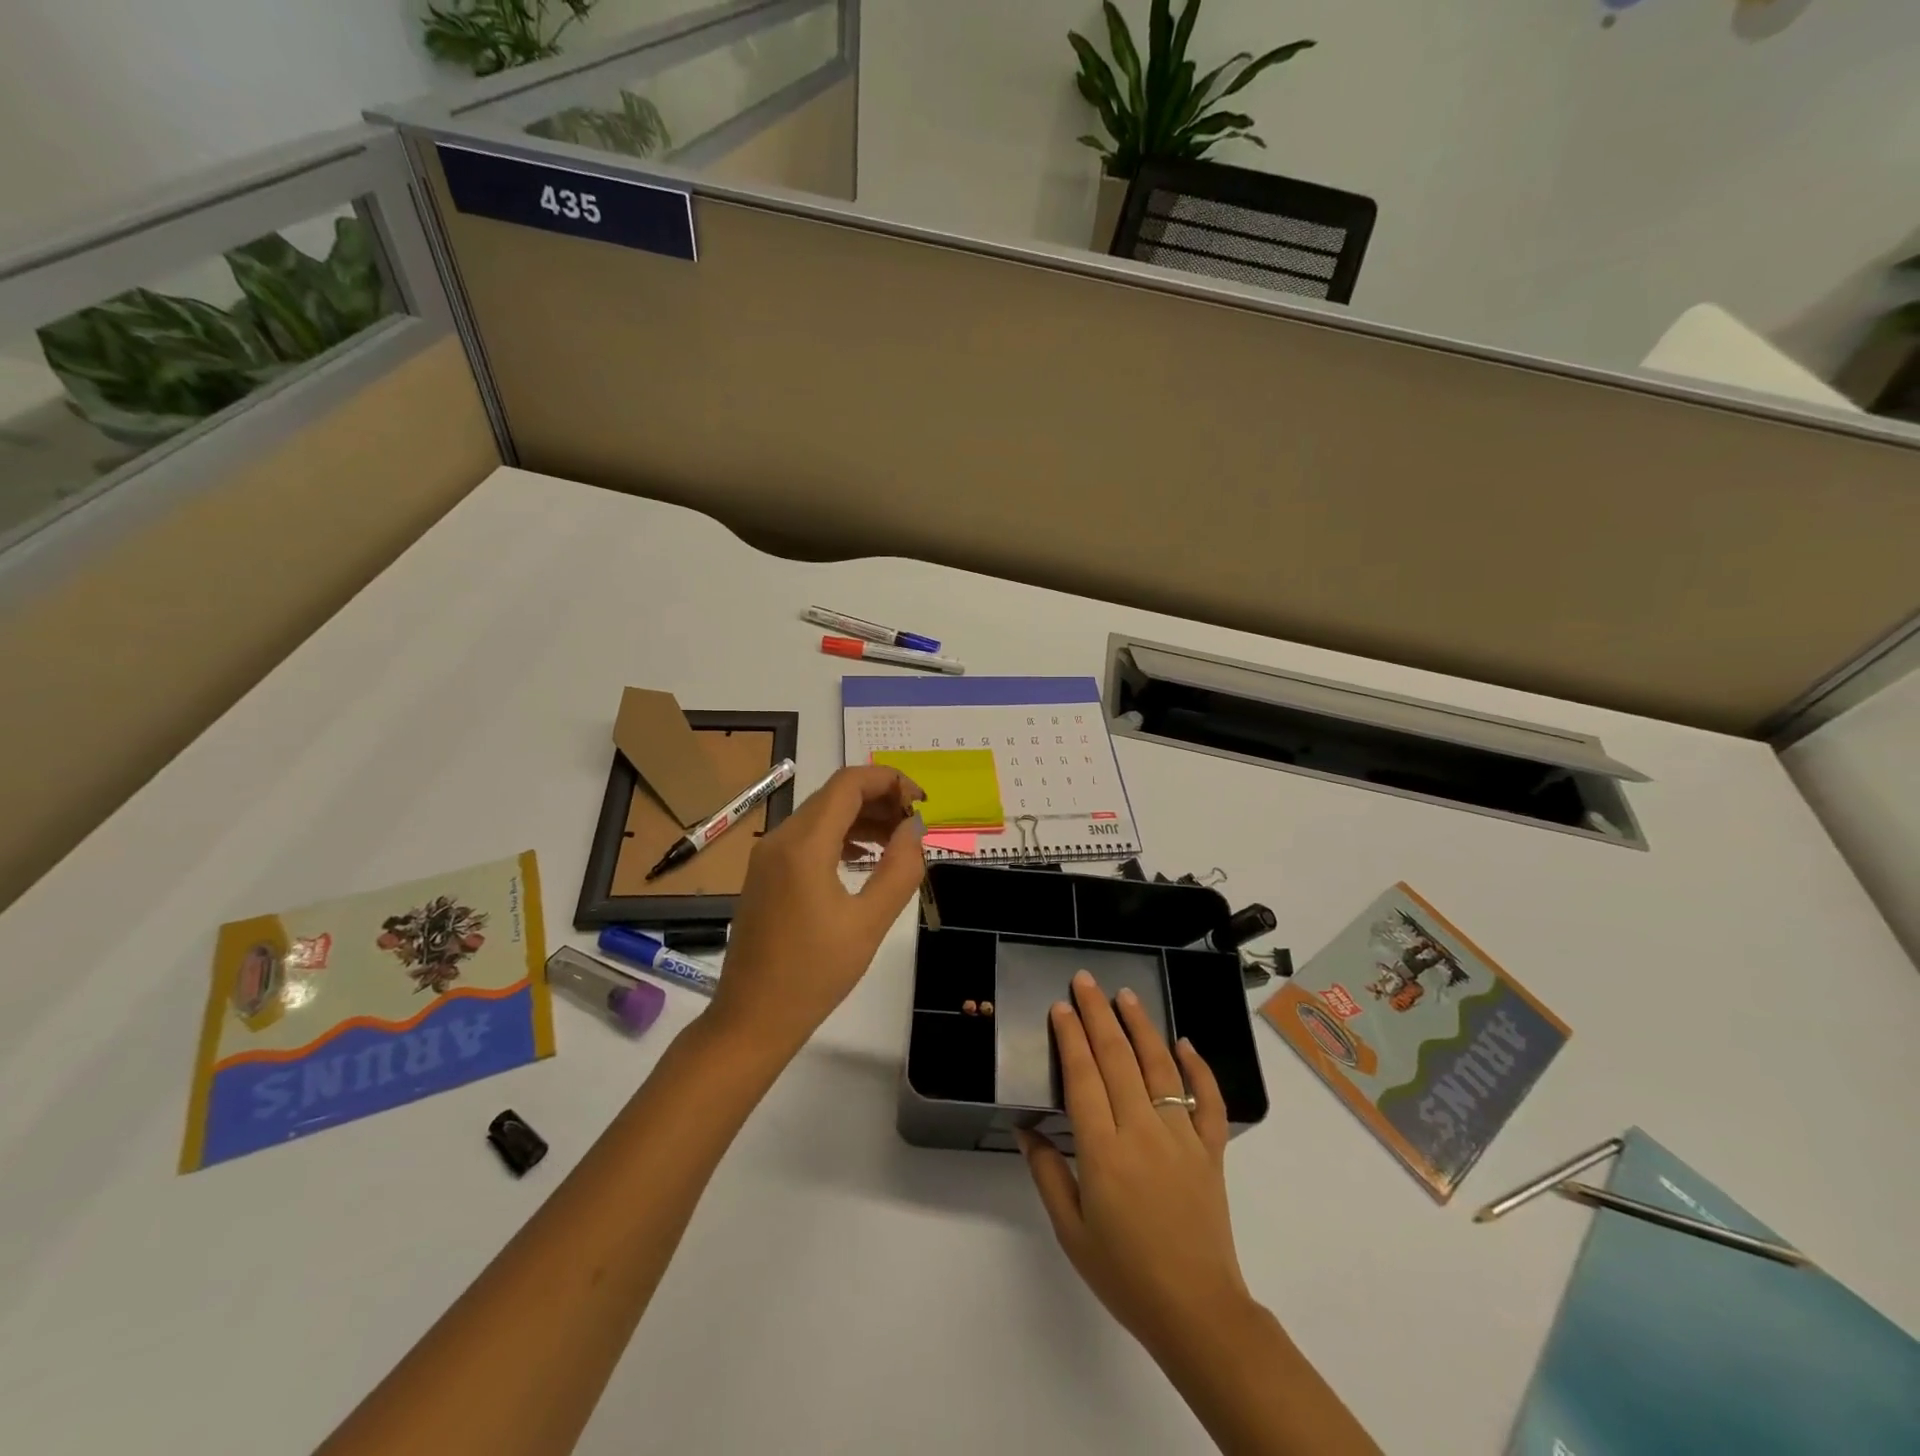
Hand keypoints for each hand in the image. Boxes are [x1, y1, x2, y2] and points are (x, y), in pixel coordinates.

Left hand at [709, 765, 925, 1061]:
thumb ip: (900, 869)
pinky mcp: (765, 874)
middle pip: (835, 795)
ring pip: (821, 815)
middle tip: (915, 825)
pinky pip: (807, 838)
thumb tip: (915, 829)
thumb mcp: (869, 923)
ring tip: (898, 842)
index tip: (922, 803)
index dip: (890, 781)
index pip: (849, 783)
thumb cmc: (814, 975)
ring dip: (862, 818)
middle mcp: (780, 839)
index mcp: (803, 845)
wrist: (751, 1019)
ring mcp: (767, 857)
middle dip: (880, 799)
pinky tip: (864, 858)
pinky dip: (840, 837)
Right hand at [1019, 971, 1251, 1359]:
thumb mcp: (1071, 1230)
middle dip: (1098, 1015)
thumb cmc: (1125, 1274)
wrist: (1196, 1311)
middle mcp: (1142, 1132)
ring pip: (1160, 1068)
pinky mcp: (1211, 1150)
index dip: (1071, 1037)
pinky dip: (1198, 1068)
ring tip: (1126, 995)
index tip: (1061, 1007)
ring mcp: (1182, 1137)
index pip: (1083, 1077)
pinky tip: (1185, 1042)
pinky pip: (1207, 1100)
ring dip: (1141, 1027)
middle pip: (1117, 1059)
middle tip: (1086, 981)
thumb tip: (1027, 1128)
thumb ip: (1047, 1172)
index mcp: (1104, 1151)